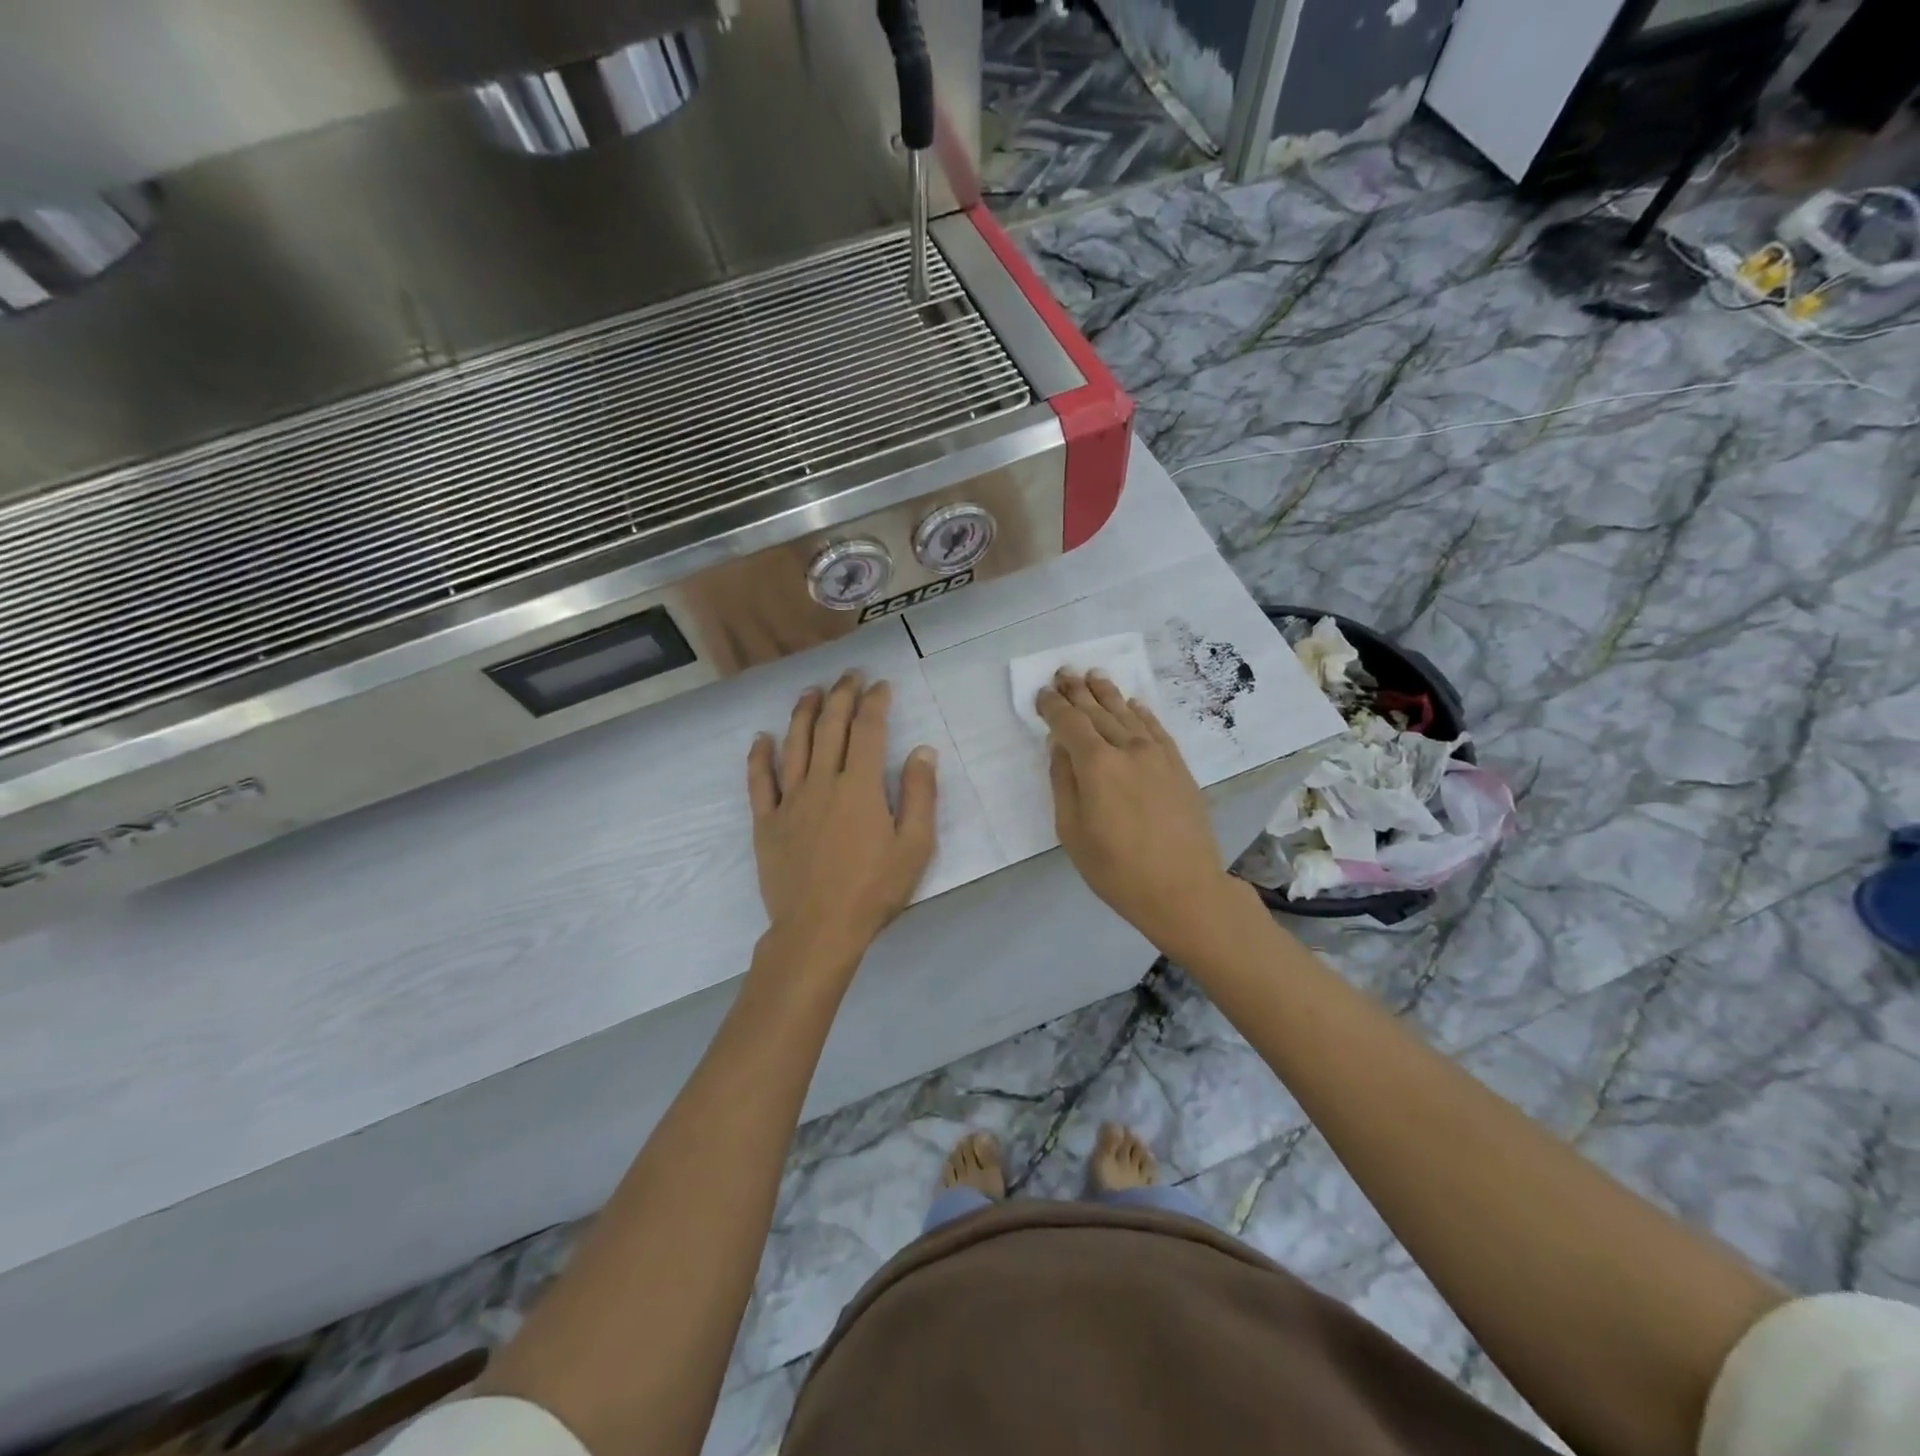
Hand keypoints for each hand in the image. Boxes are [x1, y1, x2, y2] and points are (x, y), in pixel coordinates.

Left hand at [747, 672, 937, 972]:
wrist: (818, 930)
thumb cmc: (873, 890)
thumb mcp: (915, 847)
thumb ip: (920, 796)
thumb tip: (923, 751)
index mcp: (860, 786)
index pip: (868, 729)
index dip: (875, 702)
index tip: (881, 685)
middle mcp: (822, 781)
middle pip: (830, 726)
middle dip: (841, 694)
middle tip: (850, 675)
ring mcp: (790, 800)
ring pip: (794, 743)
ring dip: (803, 712)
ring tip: (811, 692)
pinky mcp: (767, 821)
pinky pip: (759, 781)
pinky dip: (760, 756)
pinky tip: (762, 738)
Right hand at [1038, 670, 1243, 959]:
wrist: (1184, 889)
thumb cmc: (1117, 869)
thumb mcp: (1072, 832)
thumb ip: (1063, 782)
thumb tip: (1059, 747)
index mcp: (1096, 765)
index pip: (1069, 723)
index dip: (1053, 706)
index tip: (1042, 693)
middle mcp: (1128, 748)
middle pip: (1097, 711)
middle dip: (1077, 691)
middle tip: (1063, 672)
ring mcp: (1158, 755)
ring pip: (1127, 713)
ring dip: (1107, 692)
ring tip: (1093, 674)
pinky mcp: (1178, 766)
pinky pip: (1156, 728)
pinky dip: (1141, 712)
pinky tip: (1133, 703)